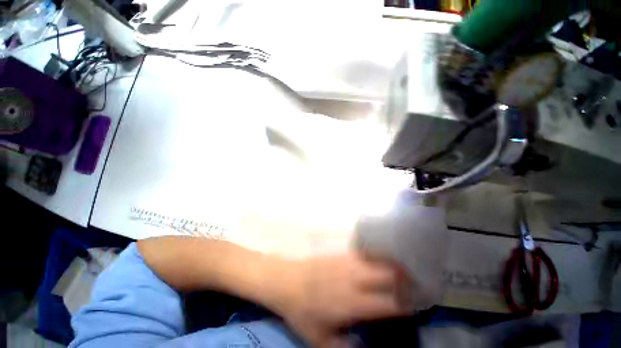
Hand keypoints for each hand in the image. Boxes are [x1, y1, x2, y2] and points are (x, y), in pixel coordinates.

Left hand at [274, 251, 412, 347]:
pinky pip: (364, 253)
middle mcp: (353, 279)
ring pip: (377, 260)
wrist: (287, 280)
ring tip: (402, 272)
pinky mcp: (340, 254)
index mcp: (351, 303)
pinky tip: (379, 261)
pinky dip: (376, 257)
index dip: (407, 305)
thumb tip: (366, 347)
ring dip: (392, 266)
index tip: (418, 306)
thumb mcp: (320, 340)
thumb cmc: (302, 311)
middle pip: (387, 275)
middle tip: (414, 287)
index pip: (388, 303)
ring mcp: (346, 262)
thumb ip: (344, 347)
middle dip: (405, 281)